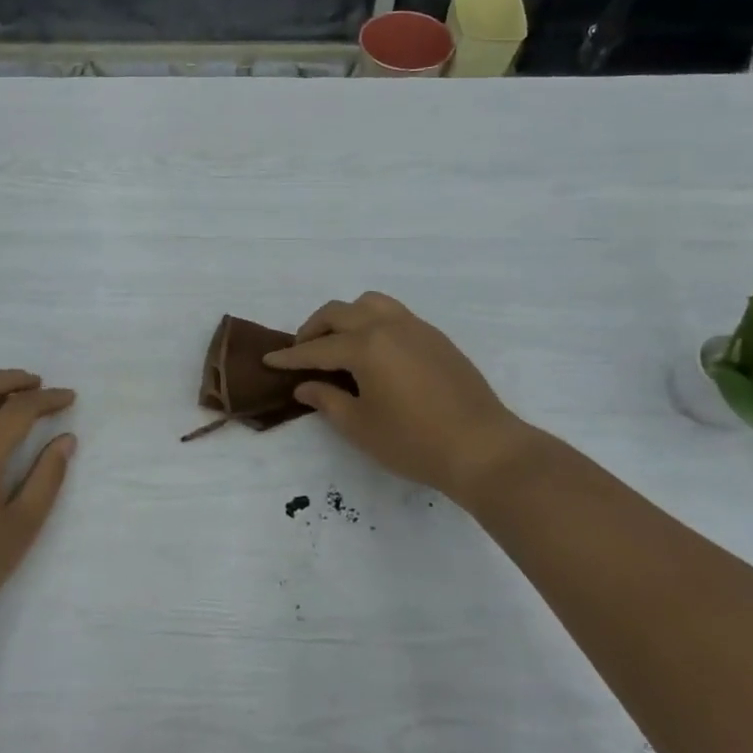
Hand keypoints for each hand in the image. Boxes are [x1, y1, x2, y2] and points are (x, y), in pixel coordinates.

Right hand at [265, 293, 541, 502]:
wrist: (482, 448)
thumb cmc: (414, 442)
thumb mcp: (360, 426)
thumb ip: (327, 400)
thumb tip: (306, 386)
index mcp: (365, 346)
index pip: (317, 348)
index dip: (290, 356)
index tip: (269, 360)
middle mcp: (388, 326)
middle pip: (340, 313)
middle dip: (314, 329)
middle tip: (302, 352)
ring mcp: (416, 328)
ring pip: (370, 303)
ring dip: (346, 317)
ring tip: (338, 343)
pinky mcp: (436, 338)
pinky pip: (394, 315)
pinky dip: (372, 322)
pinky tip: (374, 352)